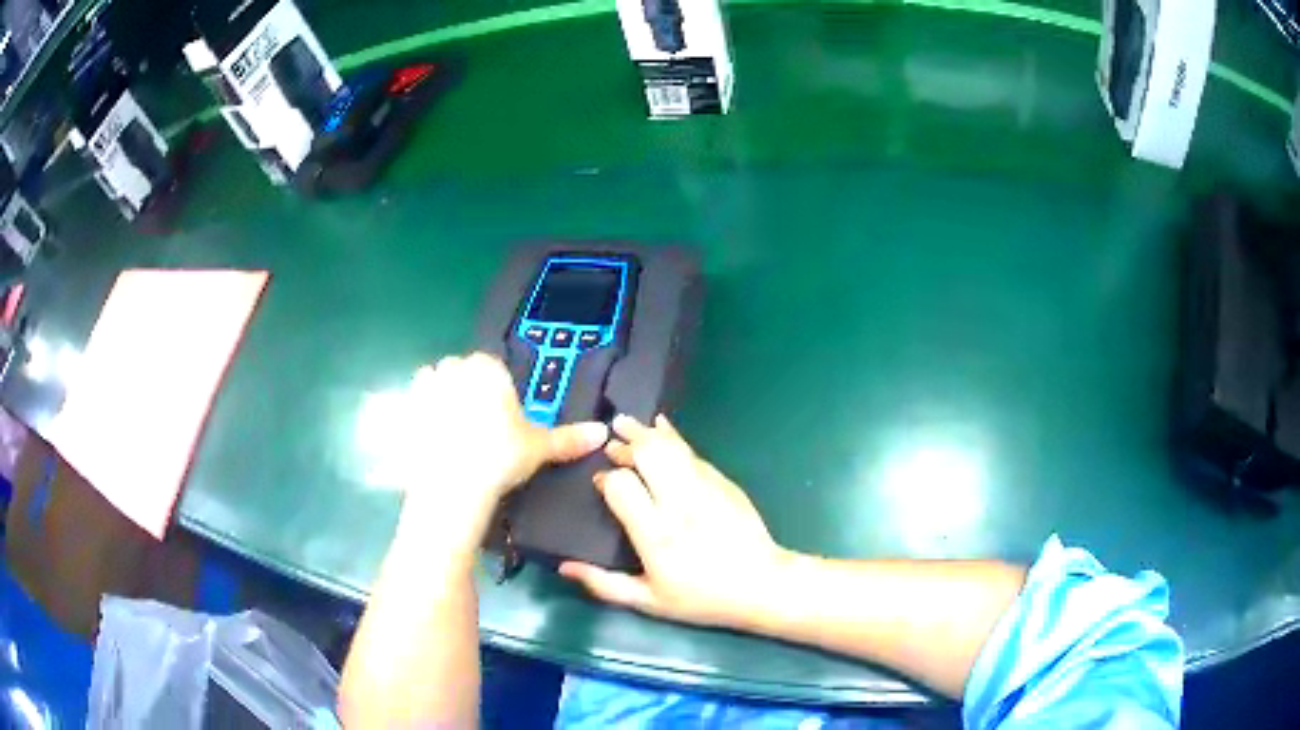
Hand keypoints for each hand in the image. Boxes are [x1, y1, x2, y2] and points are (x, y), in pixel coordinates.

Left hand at [400, 353, 607, 530]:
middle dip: (466, 389)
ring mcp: (424, 386)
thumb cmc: (499, 457)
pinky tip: (426, 437)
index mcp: (487, 369)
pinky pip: (410, 401)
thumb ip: (568, 438)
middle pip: (460, 370)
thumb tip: (603, 433)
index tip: (499, 417)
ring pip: (434, 380)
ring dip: (439, 395)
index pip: (491, 367)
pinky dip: (417, 412)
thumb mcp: (537, 448)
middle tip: (477, 426)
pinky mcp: (403, 407)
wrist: (451, 484)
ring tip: (450, 430)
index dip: (495, 390)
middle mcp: (453, 368)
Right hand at [559, 415, 788, 628]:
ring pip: (670, 447)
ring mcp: (705, 487)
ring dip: (645, 433)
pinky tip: (661, 428)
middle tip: (610, 442)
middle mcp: (679, 503)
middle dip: (624, 444)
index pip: (621, 486)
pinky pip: (692, 452)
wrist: (761, 584)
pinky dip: (673, 437)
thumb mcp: (649, 601)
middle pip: (646, 455)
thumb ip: (604, 584)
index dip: (605, 479)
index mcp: (656, 534)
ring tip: (625, 423)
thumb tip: (564, 567)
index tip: (598, 482)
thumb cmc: (702, 598)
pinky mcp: (723, 481)